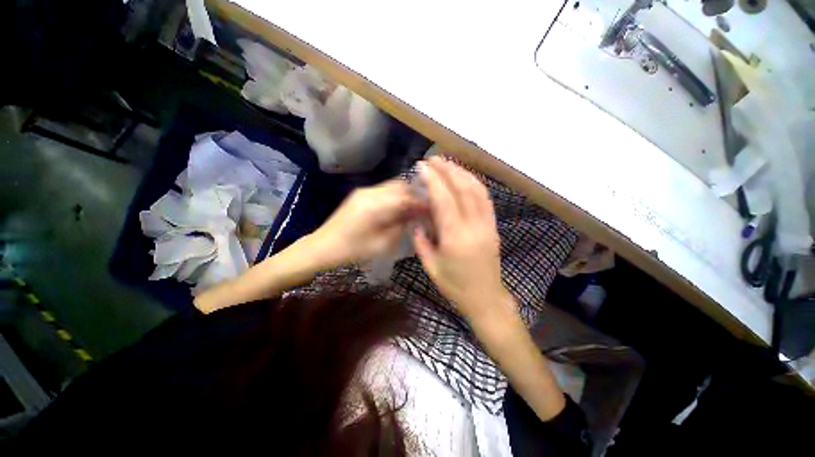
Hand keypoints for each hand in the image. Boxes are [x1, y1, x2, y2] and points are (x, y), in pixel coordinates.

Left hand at [311, 180, 425, 267]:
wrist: (322, 247)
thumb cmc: (352, 250)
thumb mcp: (381, 243)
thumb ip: (401, 225)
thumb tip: (417, 214)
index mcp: (374, 205)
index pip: (405, 197)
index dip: (421, 201)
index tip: (434, 207)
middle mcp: (369, 192)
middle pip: (400, 185)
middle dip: (415, 194)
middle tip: (424, 208)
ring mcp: (364, 191)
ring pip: (392, 185)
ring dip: (405, 194)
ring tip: (414, 208)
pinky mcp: (360, 194)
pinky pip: (384, 190)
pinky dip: (395, 196)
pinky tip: (398, 208)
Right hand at [413, 158, 513, 322]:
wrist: (486, 298)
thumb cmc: (455, 286)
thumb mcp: (431, 266)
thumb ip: (421, 240)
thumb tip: (417, 220)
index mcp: (455, 238)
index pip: (444, 200)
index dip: (433, 180)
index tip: (422, 167)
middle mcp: (474, 227)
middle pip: (462, 189)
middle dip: (447, 170)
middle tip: (433, 159)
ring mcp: (487, 225)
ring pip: (477, 190)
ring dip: (462, 173)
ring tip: (448, 164)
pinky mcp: (493, 226)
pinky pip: (485, 199)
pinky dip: (474, 184)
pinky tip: (465, 178)